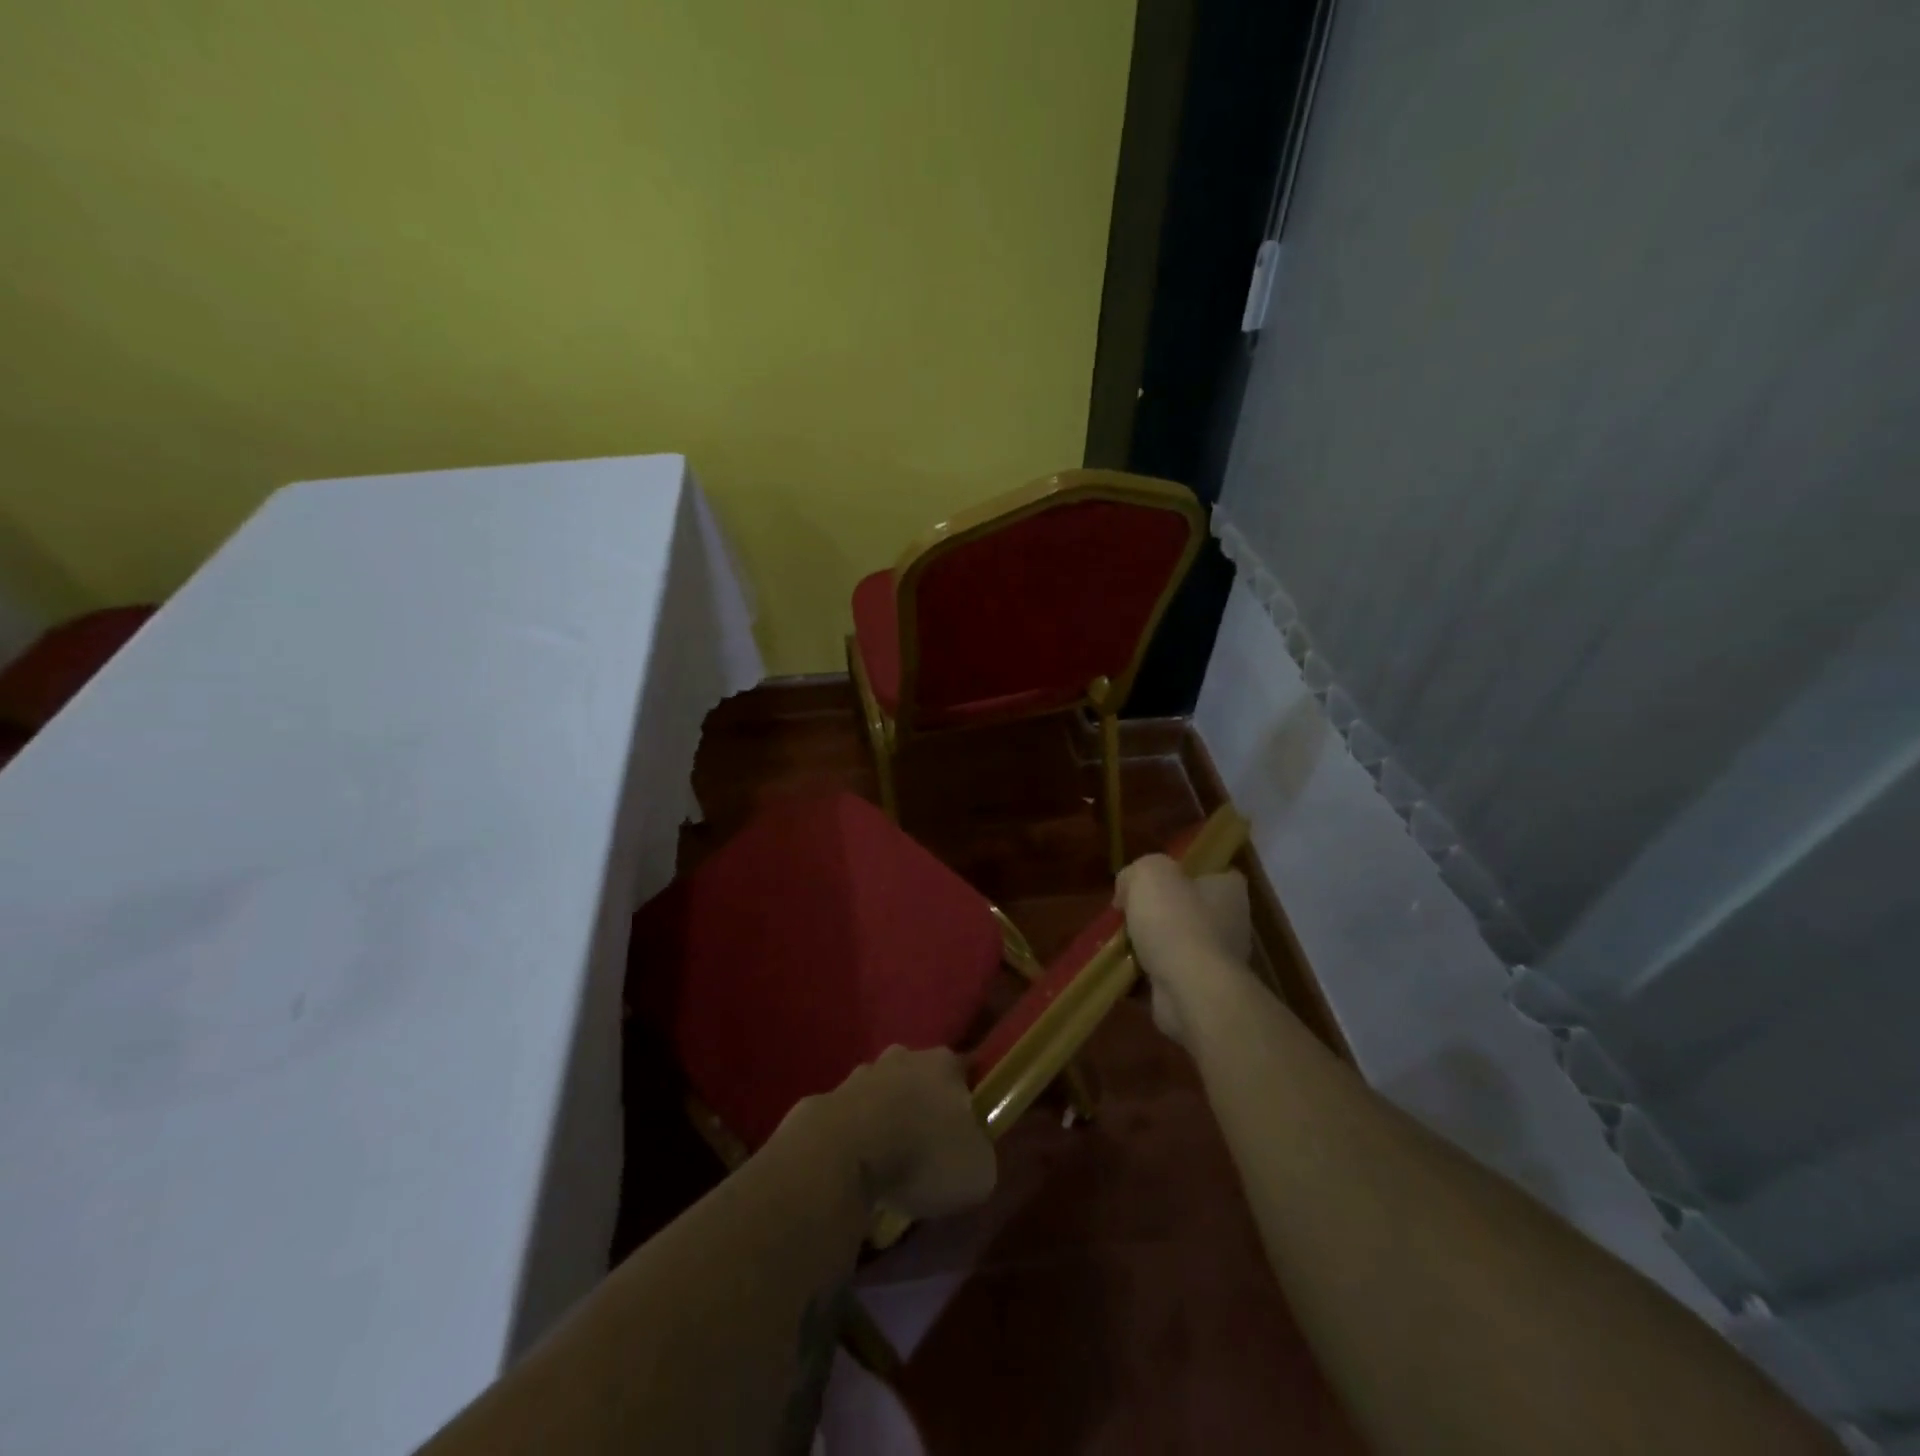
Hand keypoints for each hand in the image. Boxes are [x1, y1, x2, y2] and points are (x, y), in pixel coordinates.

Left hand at [792, 1046, 996, 1220]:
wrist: (842, 1156)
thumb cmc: (922, 1155)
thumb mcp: (977, 1170)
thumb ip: (979, 1154)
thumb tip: (971, 1154)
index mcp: (944, 1064)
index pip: (964, 1073)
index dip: (968, 1100)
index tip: (967, 1132)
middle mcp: (902, 1057)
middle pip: (918, 1077)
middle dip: (922, 1104)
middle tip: (926, 1148)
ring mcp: (859, 1075)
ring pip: (880, 1094)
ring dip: (885, 1119)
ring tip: (888, 1163)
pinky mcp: (824, 1100)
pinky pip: (848, 1119)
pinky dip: (853, 1139)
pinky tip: (856, 1170)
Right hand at [1115, 855, 1255, 1047]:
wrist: (1190, 990)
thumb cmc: (1176, 921)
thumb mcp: (1150, 873)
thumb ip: (1137, 872)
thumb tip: (1127, 891)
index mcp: (1227, 891)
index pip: (1210, 873)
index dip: (1180, 873)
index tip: (1151, 880)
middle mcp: (1229, 924)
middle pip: (1186, 910)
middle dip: (1155, 913)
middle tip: (1125, 913)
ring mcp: (1216, 962)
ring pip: (1173, 945)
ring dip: (1146, 946)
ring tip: (1117, 944)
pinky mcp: (1198, 992)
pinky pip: (1165, 976)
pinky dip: (1143, 976)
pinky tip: (1120, 971)